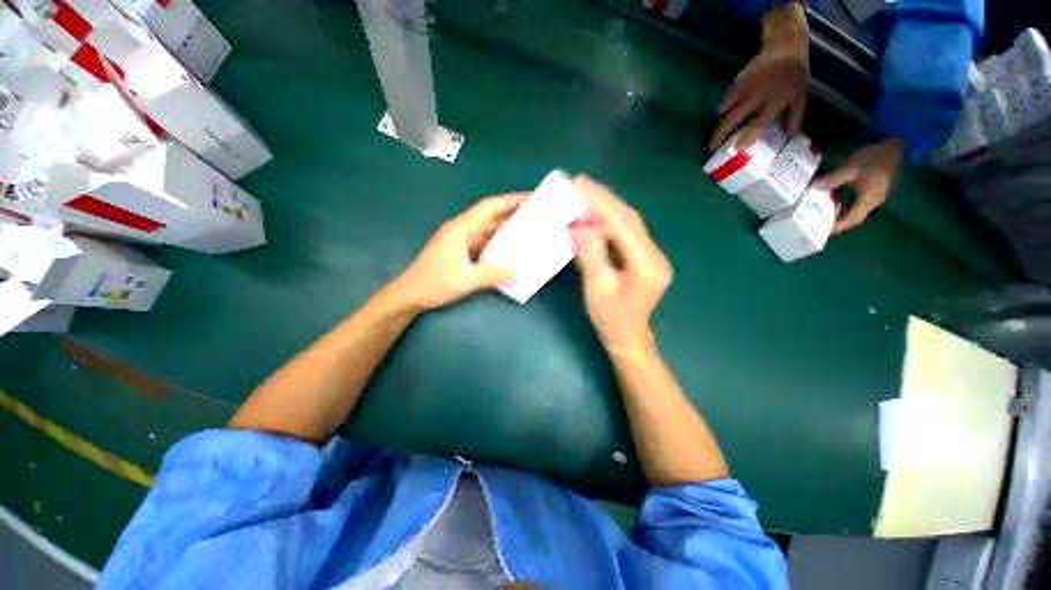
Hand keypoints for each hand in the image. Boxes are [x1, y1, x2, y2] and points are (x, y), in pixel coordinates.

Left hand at [393, 194, 524, 310]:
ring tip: (527, 231)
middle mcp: (461, 231)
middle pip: (489, 217)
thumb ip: (493, 274)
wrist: (409, 295)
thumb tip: (517, 271)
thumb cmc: (433, 283)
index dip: (509, 201)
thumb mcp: (466, 279)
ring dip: (505, 229)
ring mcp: (460, 242)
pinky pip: (484, 243)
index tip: (528, 198)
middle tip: (534, 215)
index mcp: (460, 229)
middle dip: (511, 213)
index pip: (488, 207)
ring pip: (487, 230)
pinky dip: (497, 244)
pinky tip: (510, 250)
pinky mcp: (461, 253)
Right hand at [570, 176, 671, 351]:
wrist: (628, 337)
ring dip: (606, 207)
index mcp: (646, 264)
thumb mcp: (597, 289)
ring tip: (584, 194)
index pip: (623, 224)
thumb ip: (591, 255)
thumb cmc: (611, 319)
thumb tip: (579, 227)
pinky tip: (594, 216)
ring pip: (628, 223)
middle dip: (604, 198)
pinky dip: (608, 222)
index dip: (601, 202)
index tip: (580, 185)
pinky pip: (625, 234)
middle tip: (580, 183)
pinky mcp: (644, 258)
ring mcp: (651, 255)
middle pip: (629, 219)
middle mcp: (654, 255)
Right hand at [709, 3, 808, 150]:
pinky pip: (728, 98)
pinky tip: (724, 112)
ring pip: (727, 109)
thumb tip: (793, 138)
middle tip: (712, 147)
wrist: (785, 47)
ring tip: (715, 135)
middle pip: (734, 119)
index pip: (757, 124)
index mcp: (774, 103)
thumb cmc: (795, 74)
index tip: (736, 149)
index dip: (746, 138)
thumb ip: (795, 118)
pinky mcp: (738, 81)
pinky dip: (724, 107)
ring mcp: (745, 89)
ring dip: (719, 124)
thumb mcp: (800, 97)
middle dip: (721, 134)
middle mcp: (756, 97)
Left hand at [815, 138, 903, 233]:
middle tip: (818, 226)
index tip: (823, 232)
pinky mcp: (873, 193)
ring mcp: (874, 198)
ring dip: (841, 217)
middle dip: (837, 224)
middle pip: (854, 218)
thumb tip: (814, 188)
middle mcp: (873, 202)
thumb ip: (833, 179)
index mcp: (869, 199)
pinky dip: (845, 209)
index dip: (838, 226)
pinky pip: (857, 206)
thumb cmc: (874, 158)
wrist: (895, 147)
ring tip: (822, 218)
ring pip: (856, 213)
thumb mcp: (851, 167)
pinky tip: (833, 205)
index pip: (853, 218)